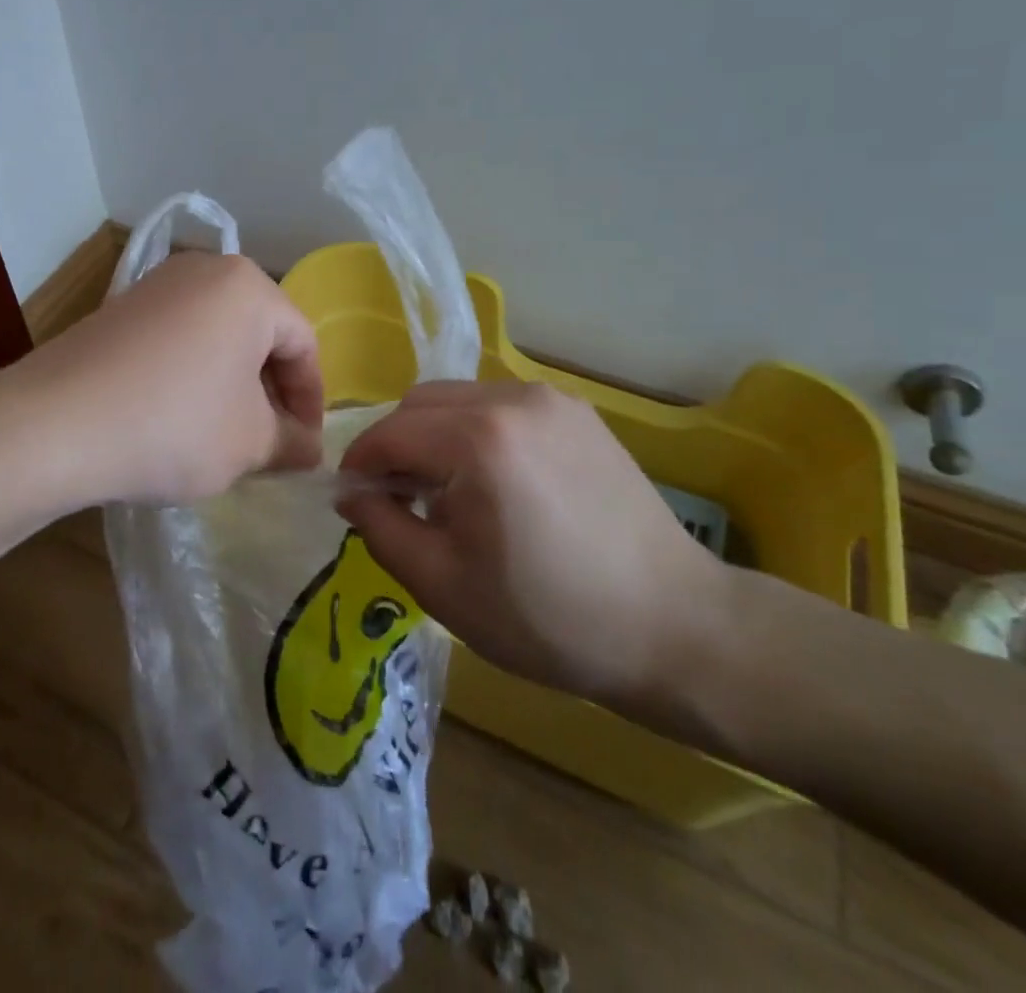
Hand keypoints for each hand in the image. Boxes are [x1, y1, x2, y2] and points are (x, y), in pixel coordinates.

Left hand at [11, 252, 323, 504]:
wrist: (55, 423)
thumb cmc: (175, 425)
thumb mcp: (249, 444)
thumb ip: (292, 444)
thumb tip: (308, 450)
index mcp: (249, 288)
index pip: (303, 344)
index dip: (311, 401)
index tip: (303, 448)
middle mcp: (206, 270)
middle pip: (260, 335)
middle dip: (270, 393)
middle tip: (269, 444)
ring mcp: (157, 285)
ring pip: (219, 337)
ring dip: (232, 385)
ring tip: (225, 436)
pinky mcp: (121, 307)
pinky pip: (179, 338)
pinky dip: (193, 374)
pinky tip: (178, 418)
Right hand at [338, 380, 725, 712]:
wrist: (674, 626)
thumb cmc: (549, 617)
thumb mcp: (443, 585)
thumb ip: (380, 528)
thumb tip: (352, 492)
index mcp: (476, 440)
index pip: (389, 432)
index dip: (359, 464)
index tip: (352, 499)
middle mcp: (510, 399)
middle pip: (420, 404)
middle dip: (395, 445)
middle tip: (400, 500)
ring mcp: (549, 400)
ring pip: (459, 399)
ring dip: (435, 436)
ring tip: (450, 494)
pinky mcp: (577, 412)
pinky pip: (501, 407)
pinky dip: (476, 433)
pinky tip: (496, 483)